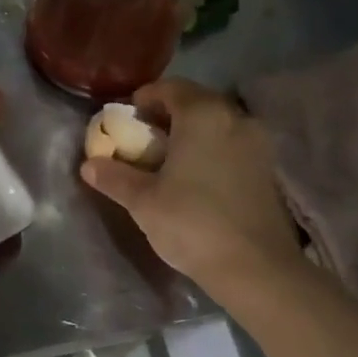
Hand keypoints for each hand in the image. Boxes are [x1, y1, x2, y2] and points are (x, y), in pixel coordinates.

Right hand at [80, 78, 302, 294]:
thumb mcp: (143, 201)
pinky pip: (232, 144)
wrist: (256, 268)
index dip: (144, 99)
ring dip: (191, 133)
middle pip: (195, 102)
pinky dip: (211, 150)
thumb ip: (114, 177)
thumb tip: (89, 166)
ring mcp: (257, 143)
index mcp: (203, 115)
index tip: (126, 120)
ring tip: (168, 160)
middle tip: (143, 139)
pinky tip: (196, 178)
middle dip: (167, 115)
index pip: (170, 88)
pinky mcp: (268, 169)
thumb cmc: (192, 223)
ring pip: (216, 124)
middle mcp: (235, 118)